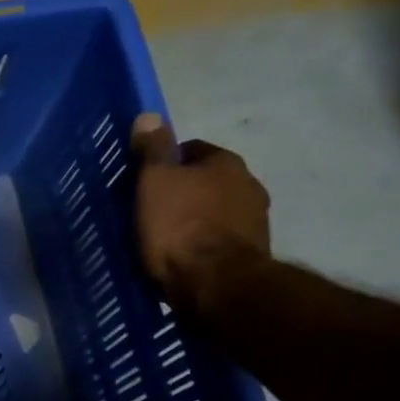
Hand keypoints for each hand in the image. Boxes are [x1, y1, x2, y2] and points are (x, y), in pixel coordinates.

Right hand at [132, 113, 270, 313]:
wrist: (215, 284)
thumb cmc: (179, 227)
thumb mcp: (155, 183)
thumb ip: (153, 150)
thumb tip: (149, 116)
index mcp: (225, 162)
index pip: (192, 150)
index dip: (165, 165)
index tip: (144, 184)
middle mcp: (249, 183)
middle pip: (207, 181)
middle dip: (184, 193)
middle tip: (152, 213)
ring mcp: (255, 220)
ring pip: (216, 211)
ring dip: (196, 220)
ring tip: (167, 240)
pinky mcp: (252, 253)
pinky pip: (221, 240)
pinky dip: (205, 244)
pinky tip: (185, 259)